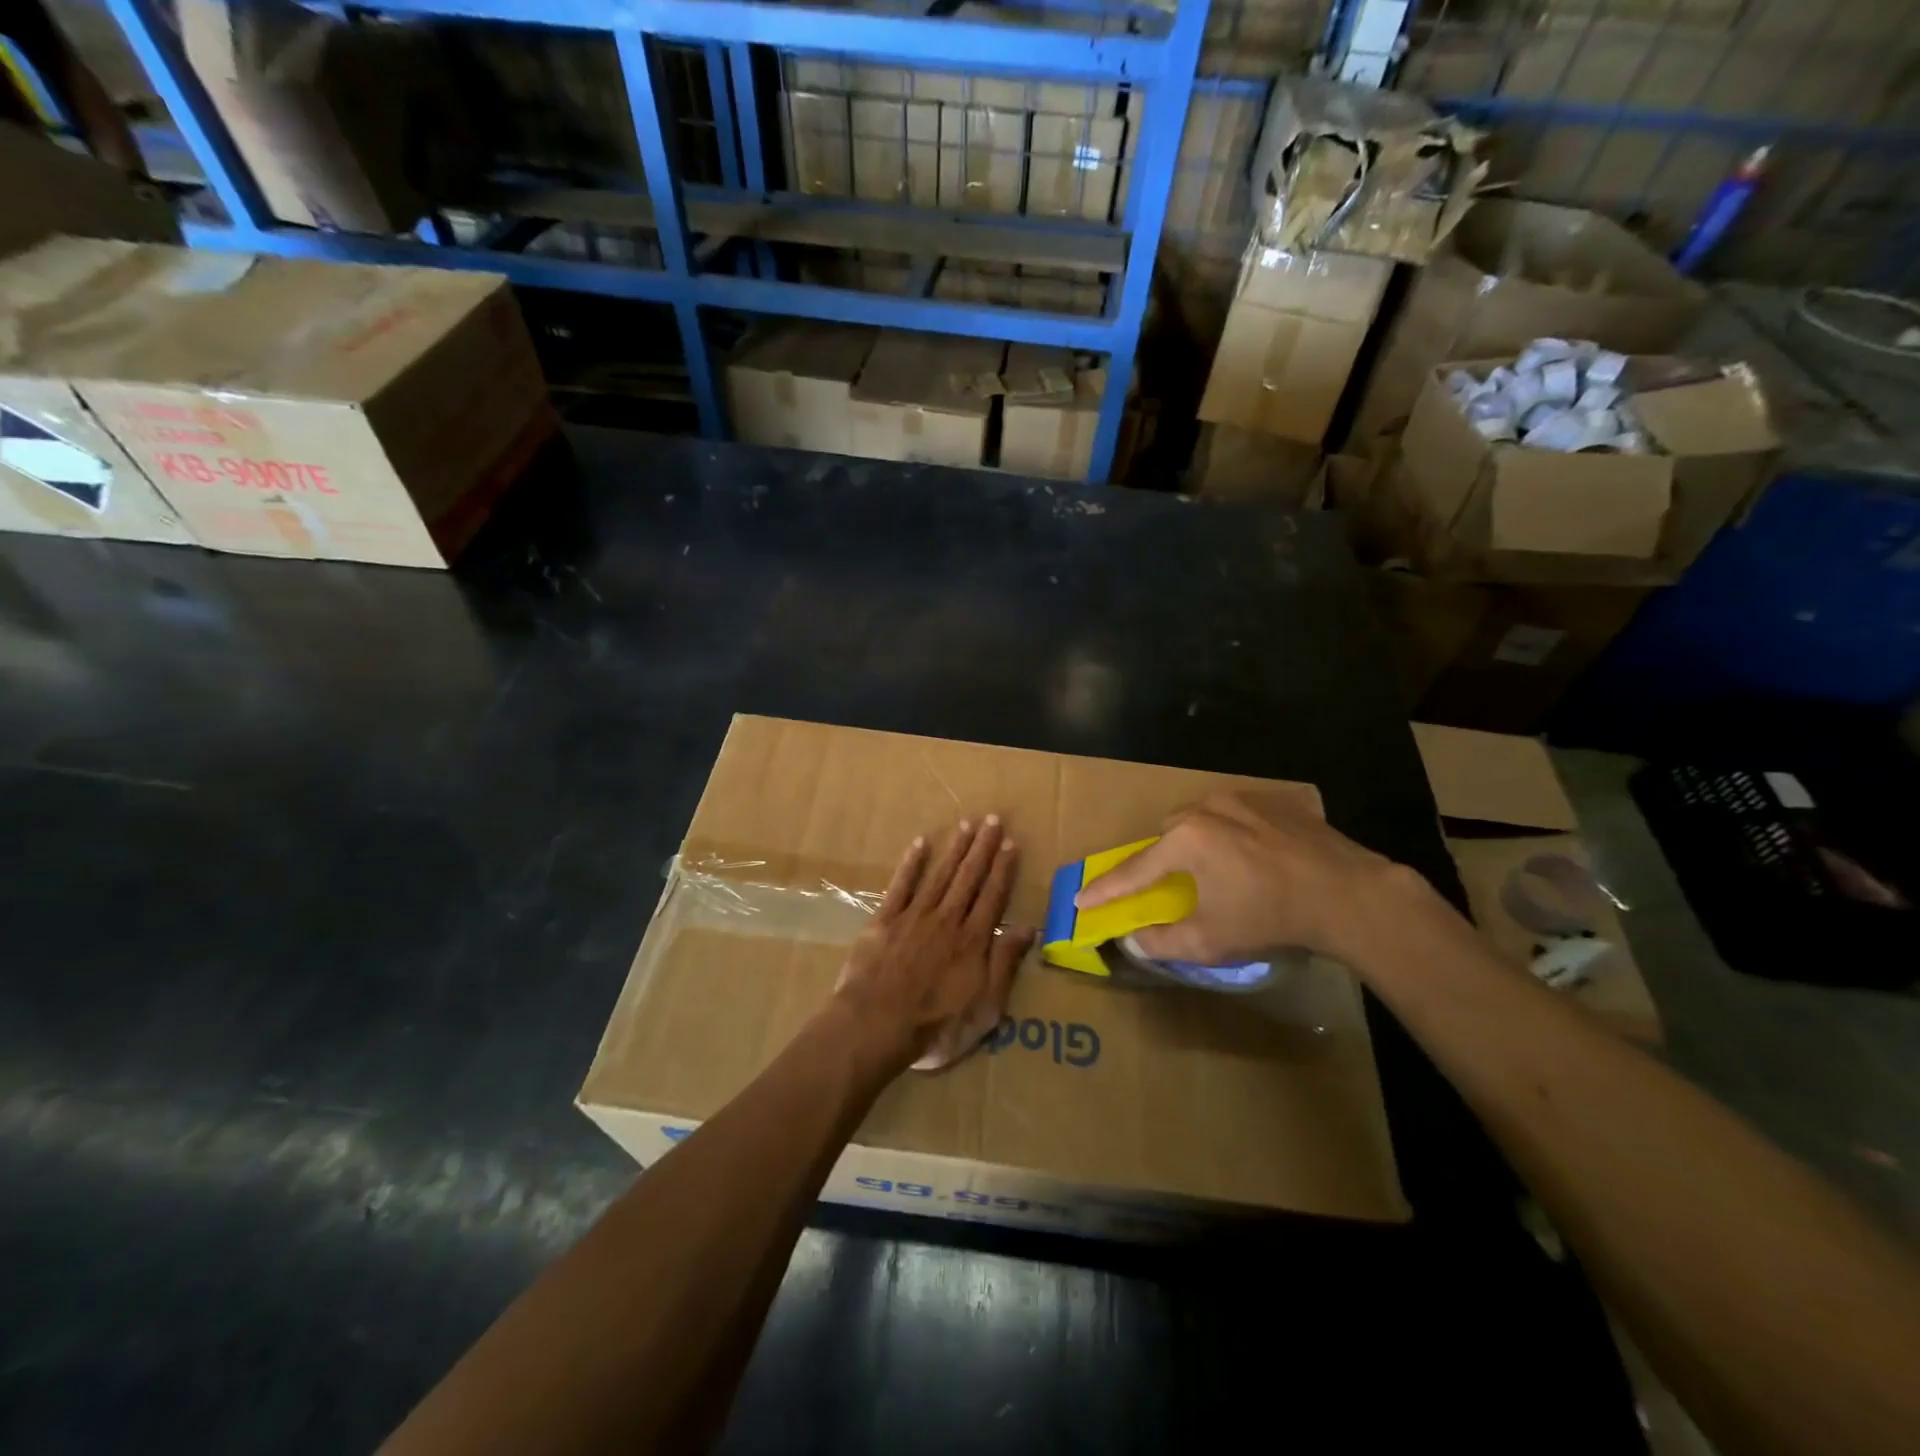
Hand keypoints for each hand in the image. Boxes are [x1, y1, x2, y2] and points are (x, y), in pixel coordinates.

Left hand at [833, 817, 1034, 1072]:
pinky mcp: (885, 920)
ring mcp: (915, 917)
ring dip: (955, 849)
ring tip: (967, 824)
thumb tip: (1028, 928)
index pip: (993, 897)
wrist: (876, 1025)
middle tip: (992, 819)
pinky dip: (911, 864)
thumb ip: (1005, 964)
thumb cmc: (936, 1026)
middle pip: (969, 878)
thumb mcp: (985, 1008)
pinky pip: (901, 885)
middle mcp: (947, 920)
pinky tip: (920, 843)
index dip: (1003, 869)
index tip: (1010, 843)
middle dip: (982, 848)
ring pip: (940, 875)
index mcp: (973, 941)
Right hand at [1074, 791, 1412, 963]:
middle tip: (1171, 885)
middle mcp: (1207, 808)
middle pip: (1167, 834)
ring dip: (1198, 841)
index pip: (1134, 870)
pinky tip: (1254, 856)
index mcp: (1186, 840)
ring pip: (1202, 818)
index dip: (1105, 890)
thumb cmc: (1270, 917)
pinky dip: (1233, 833)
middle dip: (1161, 859)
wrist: (1349, 894)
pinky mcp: (1276, 801)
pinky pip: (1238, 814)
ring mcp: (1244, 799)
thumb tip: (1132, 941)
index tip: (1079, 900)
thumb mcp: (1211, 940)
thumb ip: (1162, 941)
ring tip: (1218, 870)